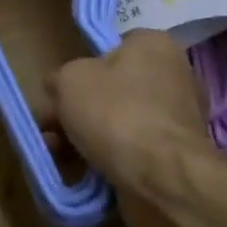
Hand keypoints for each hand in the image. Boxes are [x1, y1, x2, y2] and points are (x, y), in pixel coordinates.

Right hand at [49, 31, 210, 196]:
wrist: (162, 180)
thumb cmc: (115, 113)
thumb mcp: (67, 80)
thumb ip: (58, 78)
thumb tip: (58, 86)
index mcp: (153, 46)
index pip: (110, 48)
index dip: (80, 68)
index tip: (61, 89)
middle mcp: (172, 76)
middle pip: (110, 88)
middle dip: (76, 109)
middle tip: (50, 125)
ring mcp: (176, 119)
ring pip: (117, 121)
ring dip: (84, 136)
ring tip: (56, 152)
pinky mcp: (174, 156)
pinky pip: (131, 149)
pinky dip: (106, 157)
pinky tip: (79, 169)